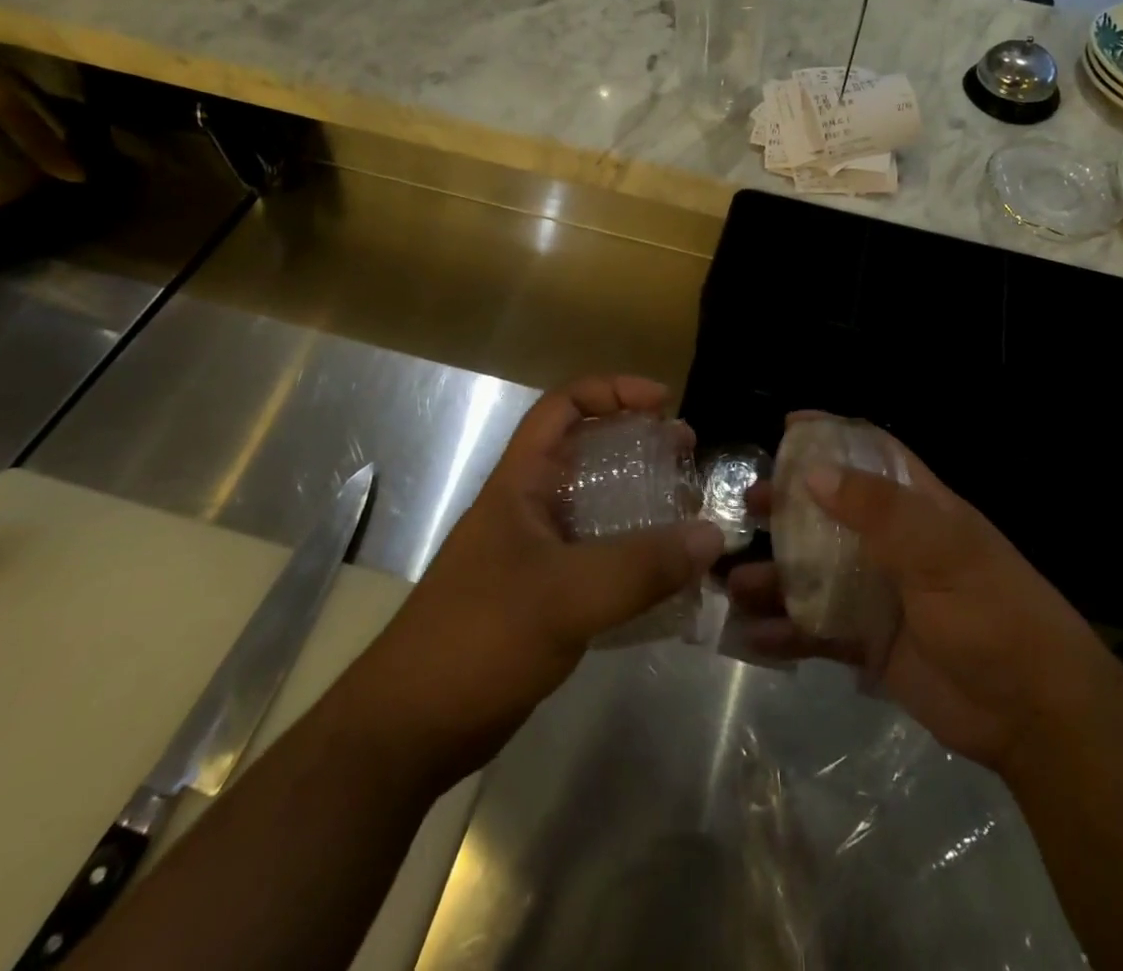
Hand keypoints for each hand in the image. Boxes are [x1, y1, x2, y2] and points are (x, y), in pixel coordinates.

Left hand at [364, 377, 723, 782]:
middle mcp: (530, 508)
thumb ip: (641, 565)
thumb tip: (712, 535)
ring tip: (690, 512)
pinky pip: (601, 558)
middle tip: (688, 456)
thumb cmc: (478, 639)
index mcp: (522, 483)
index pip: (563, 406)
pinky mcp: (547, 597)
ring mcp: (537, 554)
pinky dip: (637, 557)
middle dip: (640, 445)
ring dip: (644, 502)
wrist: (409, 732)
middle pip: (589, 453)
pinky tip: (671, 576)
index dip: (613, 390)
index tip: (663, 403)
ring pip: (599, 508)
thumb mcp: (566, 596)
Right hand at [728, 428, 1100, 777]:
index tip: (787, 427)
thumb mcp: (943, 552)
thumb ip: (879, 511)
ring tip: (730, 581)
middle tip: (747, 505)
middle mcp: (892, 543)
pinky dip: (782, 631)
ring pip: (813, 572)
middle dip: (787, 506)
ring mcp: (877, 593)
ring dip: (773, 574)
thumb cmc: (993, 613)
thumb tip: (813, 472)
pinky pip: (815, 630)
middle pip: (830, 511)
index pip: (872, 454)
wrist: (1031, 715)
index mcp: (917, 508)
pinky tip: (750, 635)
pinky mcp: (867, 643)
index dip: (833, 436)